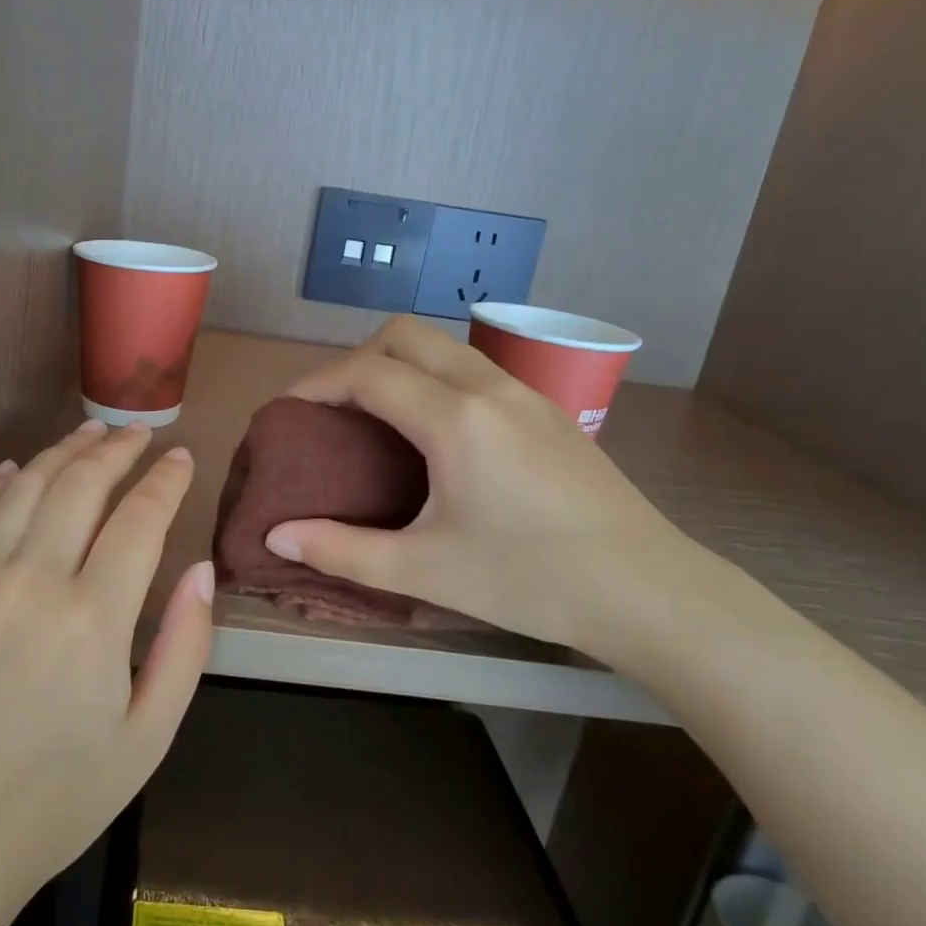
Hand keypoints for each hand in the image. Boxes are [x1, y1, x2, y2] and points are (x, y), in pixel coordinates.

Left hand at [0, 420, 213, 896]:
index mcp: (92, 620)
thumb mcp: (148, 737)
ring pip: (25, 488)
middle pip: (80, 486)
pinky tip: (14, 469)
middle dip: (116, 450)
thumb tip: (201, 570)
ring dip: (61, 452)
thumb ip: (184, 647)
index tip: (182, 457)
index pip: (139, 519)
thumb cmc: (59, 797)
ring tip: (90, 433)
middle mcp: (32, 583)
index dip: (166, 481)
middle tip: (139, 433)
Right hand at [263, 316, 703, 662]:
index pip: (367, 372)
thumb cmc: (530, 581)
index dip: (317, 382)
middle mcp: (489, 387)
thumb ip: (342, 550)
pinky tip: (437, 432)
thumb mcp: (426, 570)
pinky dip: (435, 377)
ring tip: (378, 416)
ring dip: (399, 362)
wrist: (648, 591)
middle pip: (405, 334)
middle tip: (334, 408)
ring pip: (445, 345)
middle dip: (356, 357)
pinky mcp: (548, 410)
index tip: (289, 409)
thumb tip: (277, 537)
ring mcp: (525, 392)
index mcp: (455, 418)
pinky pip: (474, 368)